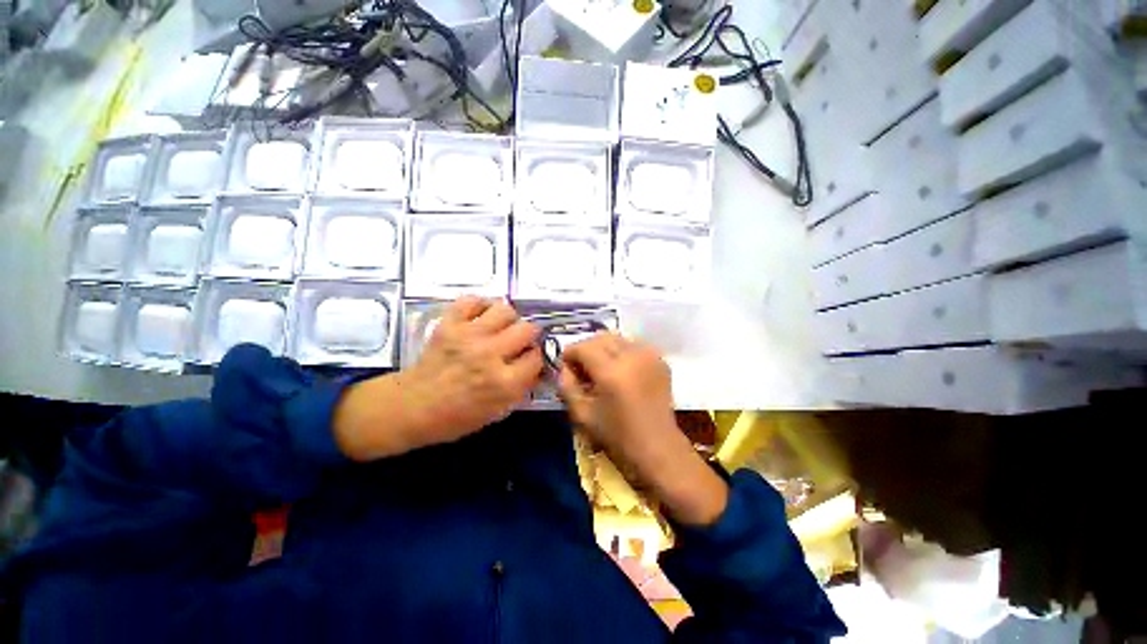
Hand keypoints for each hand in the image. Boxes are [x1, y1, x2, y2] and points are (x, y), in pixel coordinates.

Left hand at [334, 296, 542, 460]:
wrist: (412, 406)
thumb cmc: (457, 416)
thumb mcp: (498, 411)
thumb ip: (522, 388)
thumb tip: (538, 366)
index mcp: (504, 382)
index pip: (537, 357)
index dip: (536, 357)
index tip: (529, 358)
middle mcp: (490, 355)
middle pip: (527, 329)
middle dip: (529, 335)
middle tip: (519, 340)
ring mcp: (468, 336)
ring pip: (505, 310)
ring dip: (508, 318)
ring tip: (501, 326)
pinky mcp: (449, 324)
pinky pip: (472, 300)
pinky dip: (480, 305)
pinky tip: (481, 316)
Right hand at [558, 333, 677, 459]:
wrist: (658, 447)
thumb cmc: (617, 435)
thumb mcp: (582, 415)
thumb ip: (567, 386)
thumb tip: (564, 367)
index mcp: (612, 372)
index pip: (584, 347)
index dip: (570, 353)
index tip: (565, 365)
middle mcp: (632, 356)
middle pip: (601, 337)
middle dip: (586, 348)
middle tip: (581, 367)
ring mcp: (649, 356)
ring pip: (617, 338)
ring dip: (604, 348)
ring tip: (600, 368)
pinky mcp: (660, 360)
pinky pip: (633, 345)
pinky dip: (621, 352)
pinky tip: (620, 370)